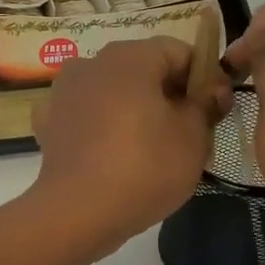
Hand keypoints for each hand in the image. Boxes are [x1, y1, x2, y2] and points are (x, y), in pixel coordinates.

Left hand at [30, 37, 229, 257]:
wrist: (77, 213)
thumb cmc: (144, 168)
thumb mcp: (193, 137)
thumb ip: (206, 105)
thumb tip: (211, 90)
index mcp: (129, 57)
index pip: (178, 52)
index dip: (203, 77)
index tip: (215, 109)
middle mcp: (91, 63)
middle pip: (142, 69)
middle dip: (168, 94)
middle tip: (189, 132)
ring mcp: (63, 92)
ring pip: (112, 92)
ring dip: (134, 109)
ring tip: (151, 147)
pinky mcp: (48, 123)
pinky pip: (86, 116)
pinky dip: (101, 127)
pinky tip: (112, 154)